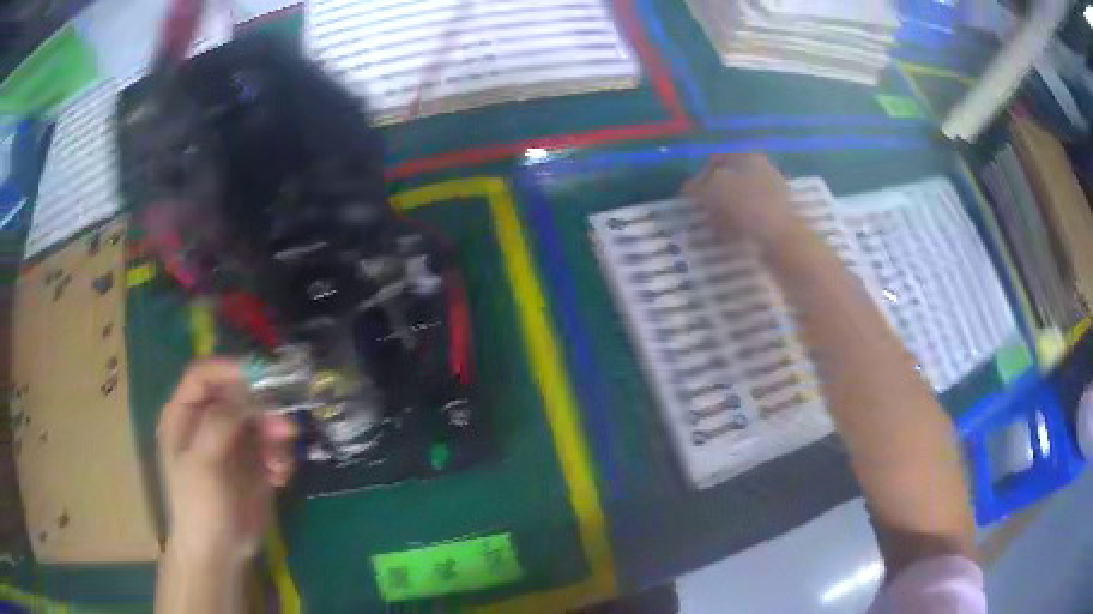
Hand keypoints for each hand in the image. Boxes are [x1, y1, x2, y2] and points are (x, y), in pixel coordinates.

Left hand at [157, 359, 296, 564]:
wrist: (218, 553)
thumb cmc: (198, 505)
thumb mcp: (201, 462)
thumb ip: (220, 423)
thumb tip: (248, 395)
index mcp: (184, 415)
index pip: (204, 375)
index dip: (229, 369)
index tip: (261, 376)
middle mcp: (208, 422)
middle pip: (238, 395)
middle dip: (263, 409)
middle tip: (284, 427)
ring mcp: (232, 443)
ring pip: (259, 420)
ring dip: (276, 437)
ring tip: (280, 463)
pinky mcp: (253, 464)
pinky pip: (272, 446)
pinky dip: (281, 457)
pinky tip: (280, 477)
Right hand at [683, 153, 797, 245]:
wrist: (781, 235)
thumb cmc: (745, 206)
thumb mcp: (713, 192)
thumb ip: (698, 187)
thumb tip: (689, 187)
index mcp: (745, 155)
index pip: (714, 160)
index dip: (699, 177)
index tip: (691, 197)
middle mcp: (761, 166)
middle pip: (730, 178)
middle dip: (715, 194)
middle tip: (705, 211)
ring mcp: (774, 188)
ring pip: (742, 195)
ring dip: (727, 209)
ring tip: (718, 226)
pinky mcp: (780, 209)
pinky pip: (754, 211)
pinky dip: (742, 220)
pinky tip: (735, 233)